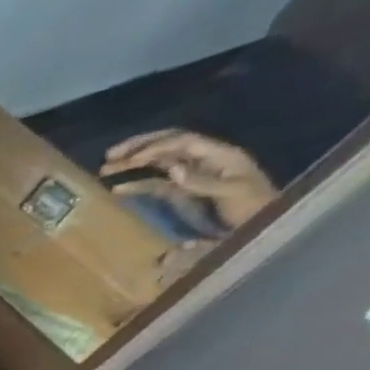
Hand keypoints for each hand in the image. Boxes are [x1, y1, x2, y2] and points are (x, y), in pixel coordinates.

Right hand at [102, 129, 278, 228]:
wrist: (264, 226)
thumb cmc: (253, 208)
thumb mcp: (231, 193)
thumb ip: (202, 182)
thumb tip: (172, 169)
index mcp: (218, 155)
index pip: (182, 142)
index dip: (155, 146)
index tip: (128, 158)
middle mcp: (204, 160)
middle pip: (169, 146)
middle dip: (139, 148)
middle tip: (110, 155)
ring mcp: (193, 176)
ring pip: (159, 163)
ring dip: (133, 164)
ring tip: (106, 169)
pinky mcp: (183, 193)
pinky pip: (157, 184)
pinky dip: (137, 185)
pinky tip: (118, 190)